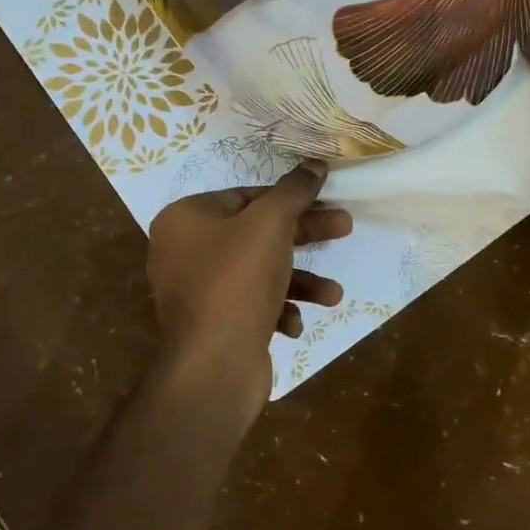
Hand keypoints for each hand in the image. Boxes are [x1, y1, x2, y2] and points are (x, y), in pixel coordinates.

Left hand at [147, 162, 353, 396]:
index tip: (326, 199)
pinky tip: (294, 325)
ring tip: (334, 294)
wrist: (214, 365)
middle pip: (256, 233)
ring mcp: (198, 292)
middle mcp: (184, 252)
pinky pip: (251, 305)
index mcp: (185, 219)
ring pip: (259, 272)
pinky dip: (278, 309)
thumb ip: (294, 191)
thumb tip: (315, 163)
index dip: (290, 197)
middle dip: (304, 235)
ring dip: (300, 281)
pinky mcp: (213, 324)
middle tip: (345, 228)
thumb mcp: (271, 224)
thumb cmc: (238, 280)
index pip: (246, 195)